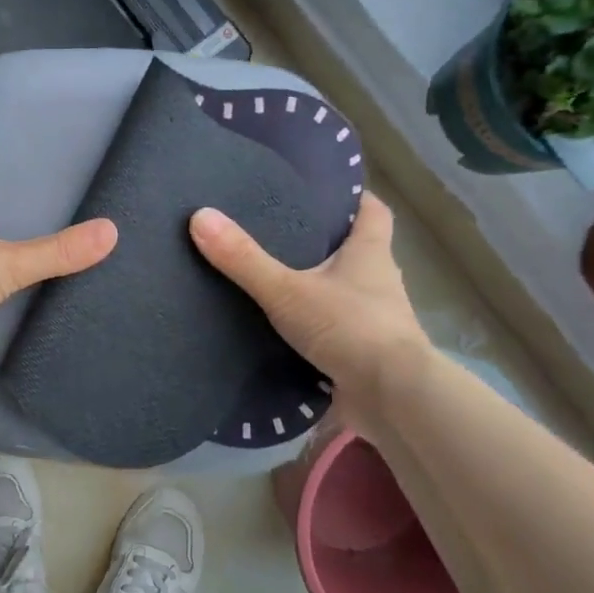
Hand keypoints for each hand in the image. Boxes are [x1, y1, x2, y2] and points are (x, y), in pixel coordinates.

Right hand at [190, 193, 429, 425]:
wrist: (393, 399)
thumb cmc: (349, 328)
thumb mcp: (287, 290)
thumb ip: (244, 259)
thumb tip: (200, 216)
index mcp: (370, 254)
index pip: (373, 212)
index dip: (354, 199)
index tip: (325, 193)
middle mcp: (379, 282)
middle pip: (357, 252)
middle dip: (325, 244)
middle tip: (281, 233)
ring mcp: (375, 321)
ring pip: (346, 293)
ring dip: (319, 288)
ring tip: (275, 281)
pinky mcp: (364, 354)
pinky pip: (337, 331)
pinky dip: (316, 328)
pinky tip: (284, 330)